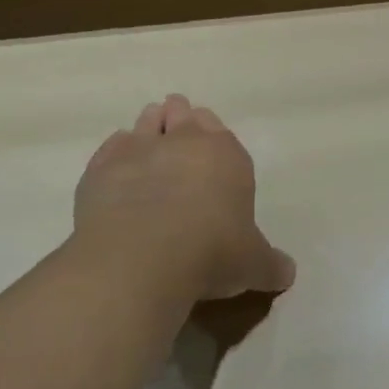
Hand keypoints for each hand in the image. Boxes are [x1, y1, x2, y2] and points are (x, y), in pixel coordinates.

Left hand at [74, 95, 295, 302]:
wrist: (142, 259)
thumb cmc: (211, 252)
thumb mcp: (252, 264)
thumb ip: (269, 263)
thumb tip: (287, 274)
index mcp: (226, 153)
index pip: (219, 128)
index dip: (211, 134)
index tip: (207, 144)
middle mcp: (184, 141)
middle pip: (182, 114)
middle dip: (180, 120)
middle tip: (177, 136)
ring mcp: (139, 150)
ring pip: (146, 122)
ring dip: (148, 129)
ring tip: (146, 147)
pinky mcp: (101, 168)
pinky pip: (110, 148)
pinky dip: (115, 154)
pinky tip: (116, 170)